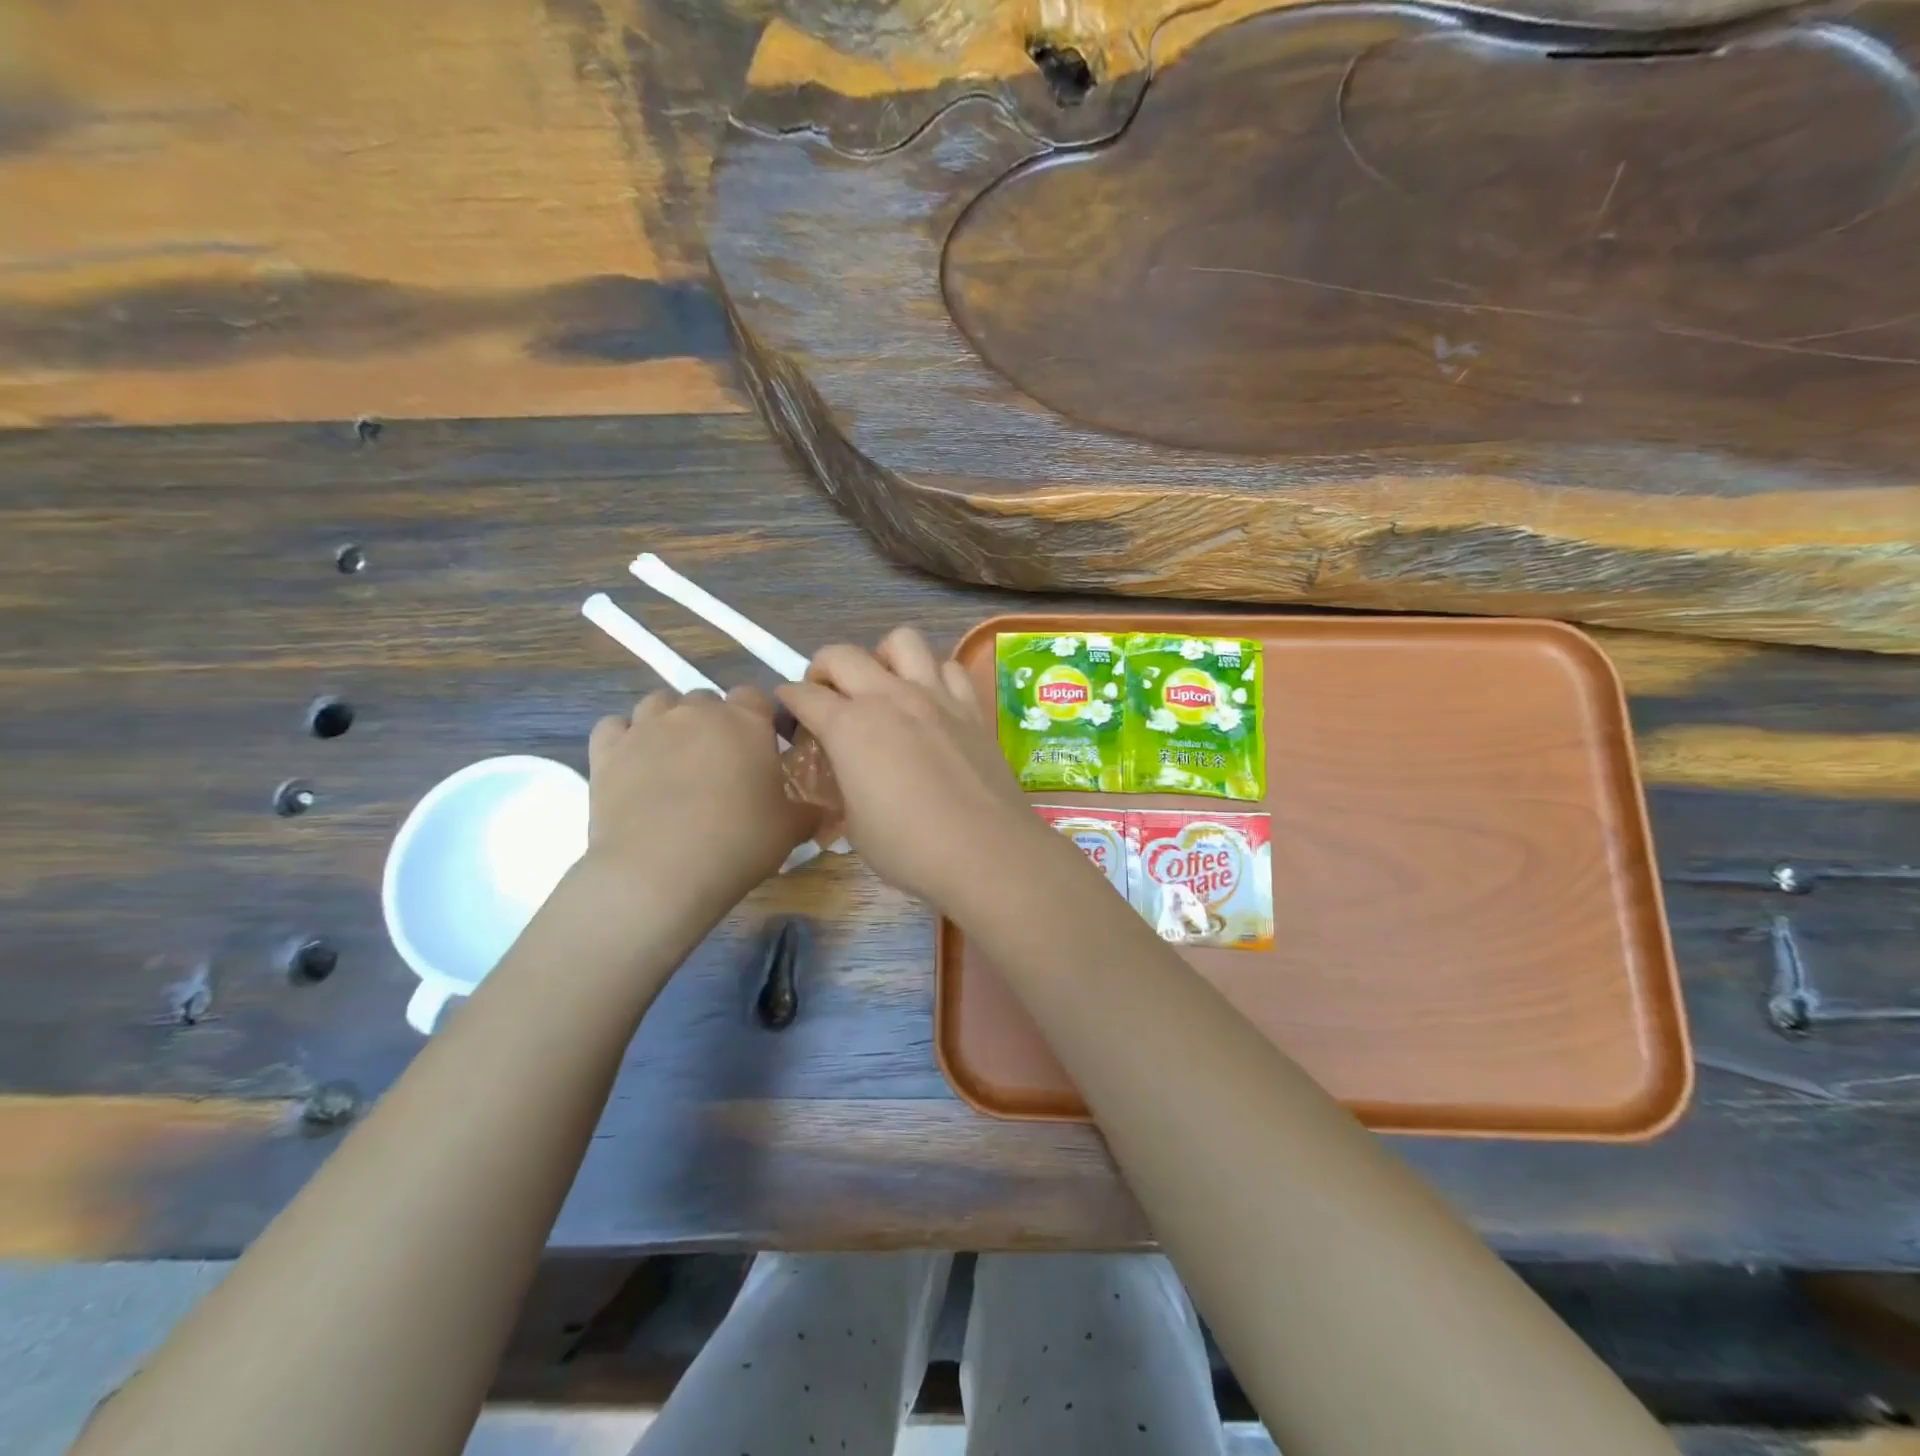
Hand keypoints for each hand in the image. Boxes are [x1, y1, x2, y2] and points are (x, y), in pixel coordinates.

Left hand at [586, 686, 812, 902]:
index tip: (761, 750)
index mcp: (746, 722)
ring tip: (675, 760)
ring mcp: (647, 727)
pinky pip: (614, 726)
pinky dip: (624, 738)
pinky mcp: (607, 751)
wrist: (660, 872)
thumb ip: (808, 811)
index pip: (755, 696)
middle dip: (714, 723)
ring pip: (659, 703)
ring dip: (669, 722)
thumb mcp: (790, 830)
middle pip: (706, 700)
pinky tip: (632, 764)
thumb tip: (819, 810)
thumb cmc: (738, 843)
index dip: (758, 719)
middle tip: (719, 765)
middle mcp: (696, 712)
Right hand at [777, 629, 1041, 907]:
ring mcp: (934, 696)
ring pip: (902, 641)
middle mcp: (889, 697)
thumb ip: (842, 787)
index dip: (789, 700)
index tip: (789, 710)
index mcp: (849, 726)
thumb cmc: (909, 848)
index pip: (804, 696)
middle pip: (842, 654)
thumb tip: (845, 775)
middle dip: (823, 668)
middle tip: (827, 695)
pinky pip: (950, 667)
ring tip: (883, 686)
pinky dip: (935, 675)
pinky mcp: (970, 707)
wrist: (985, 851)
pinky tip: (932, 701)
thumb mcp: (854, 826)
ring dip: (882, 657)